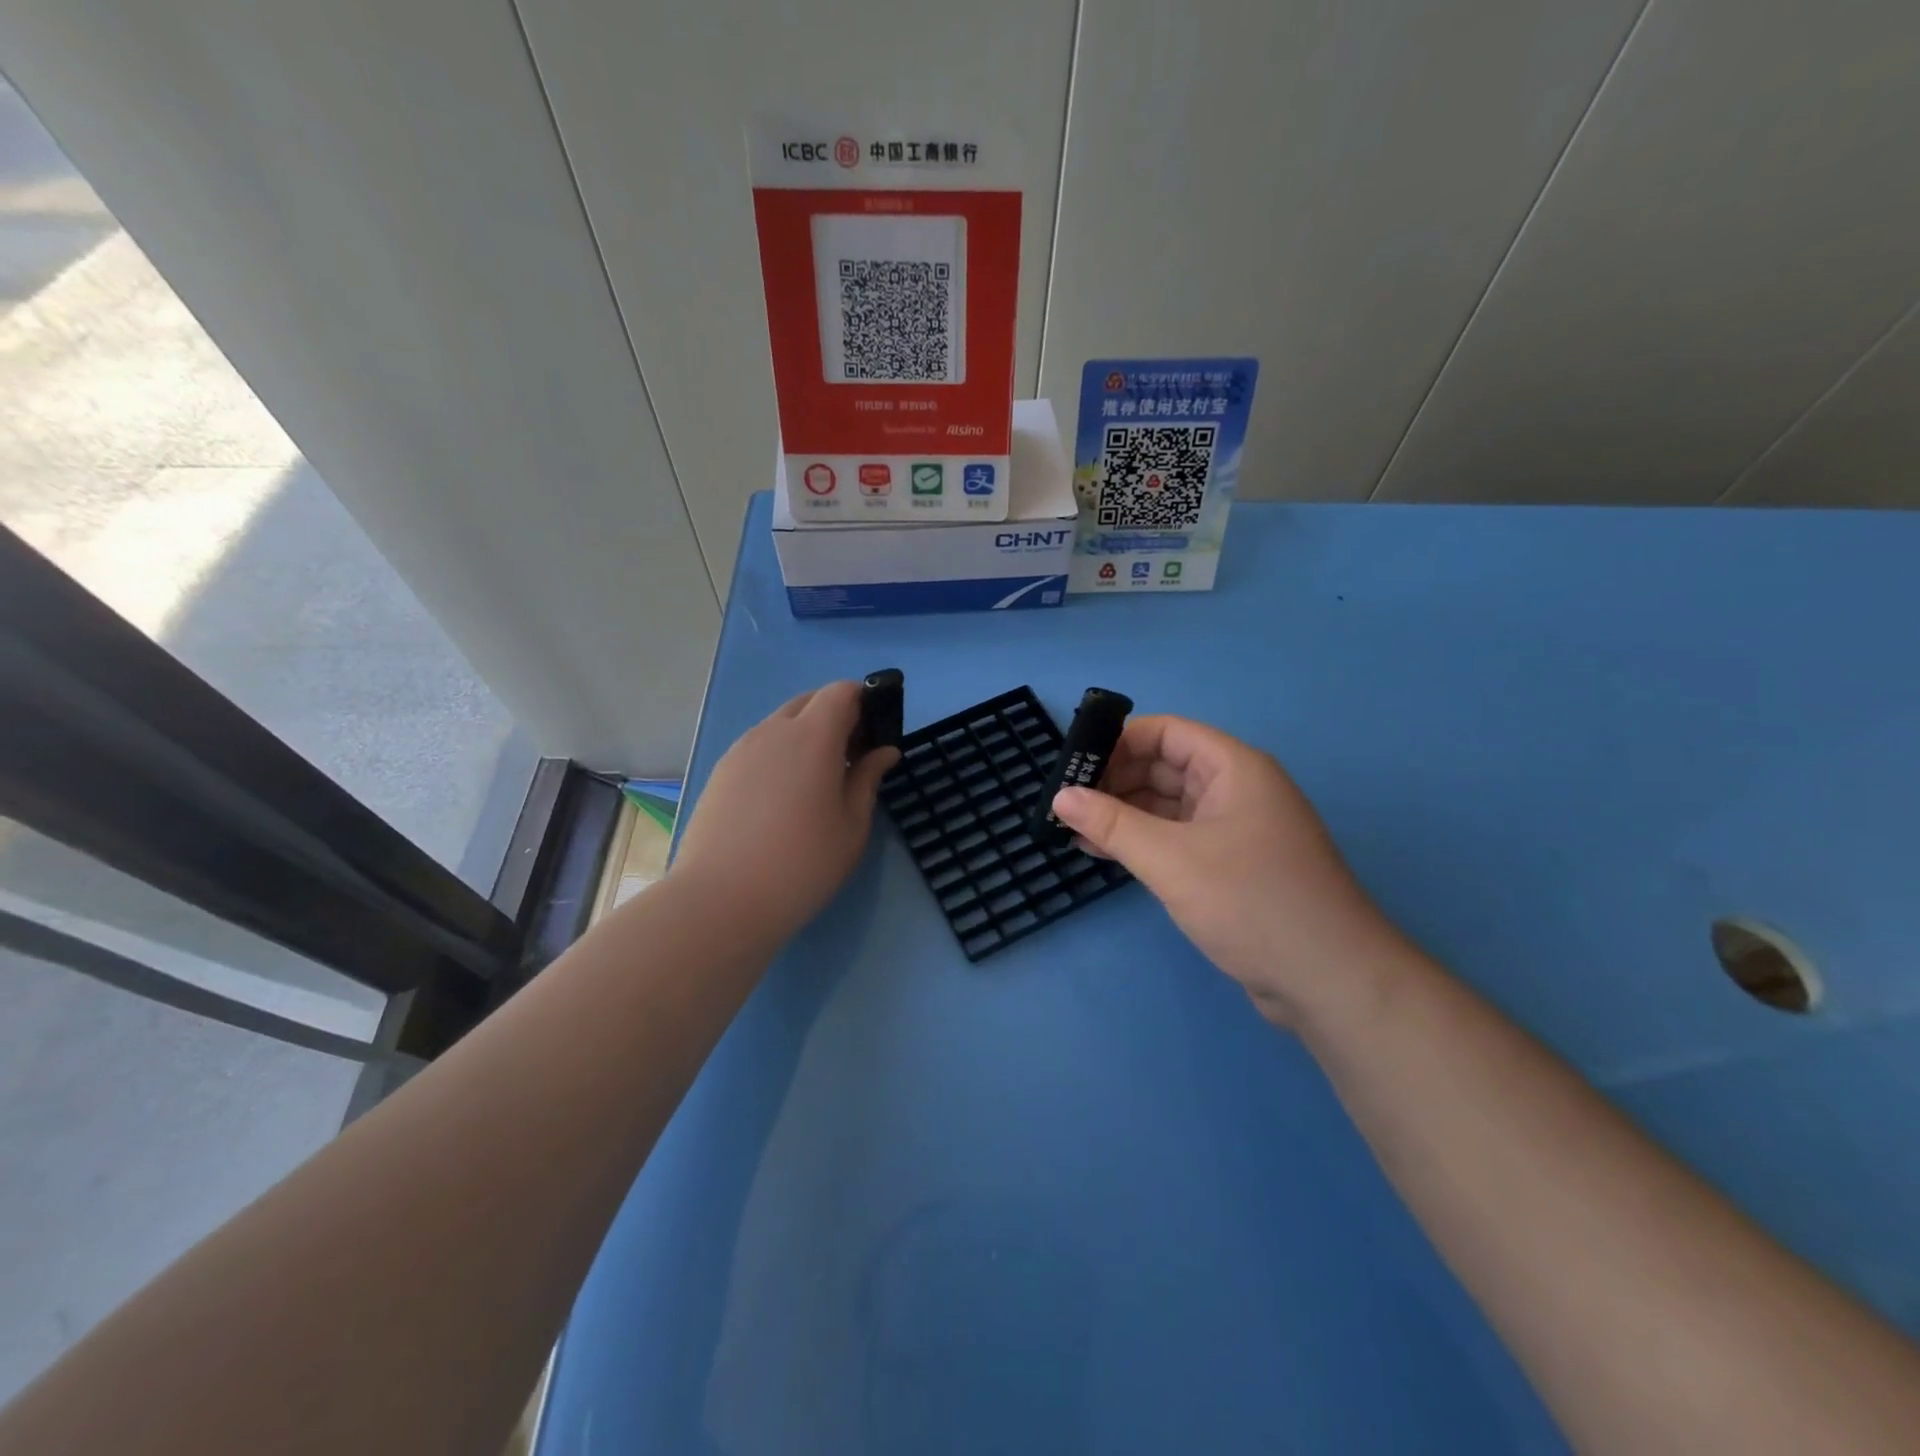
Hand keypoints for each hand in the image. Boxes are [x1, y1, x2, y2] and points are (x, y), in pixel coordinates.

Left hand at [672, 681, 897, 943]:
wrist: (720, 901)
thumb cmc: (802, 864)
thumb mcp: (852, 825)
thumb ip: (869, 779)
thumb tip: (884, 752)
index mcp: (812, 736)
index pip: (841, 691)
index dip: (863, 702)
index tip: (874, 734)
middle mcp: (773, 731)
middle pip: (809, 702)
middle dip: (835, 717)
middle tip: (851, 760)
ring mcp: (740, 750)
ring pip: (780, 724)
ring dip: (804, 737)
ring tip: (816, 783)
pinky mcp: (720, 773)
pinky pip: (758, 747)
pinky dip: (779, 756)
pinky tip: (783, 800)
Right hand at [1050, 716, 1404, 1028]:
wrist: (1329, 980)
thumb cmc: (1251, 902)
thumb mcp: (1171, 859)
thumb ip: (1112, 824)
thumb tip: (1060, 797)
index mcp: (1233, 768)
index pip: (1166, 732)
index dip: (1118, 742)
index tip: (1074, 765)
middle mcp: (1235, 790)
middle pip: (1165, 767)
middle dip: (1114, 780)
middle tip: (1065, 803)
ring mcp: (1234, 830)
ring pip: (1168, 806)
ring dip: (1123, 814)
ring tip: (1072, 829)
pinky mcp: (1230, 867)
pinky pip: (1177, 839)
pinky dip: (1142, 842)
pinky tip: (1103, 853)